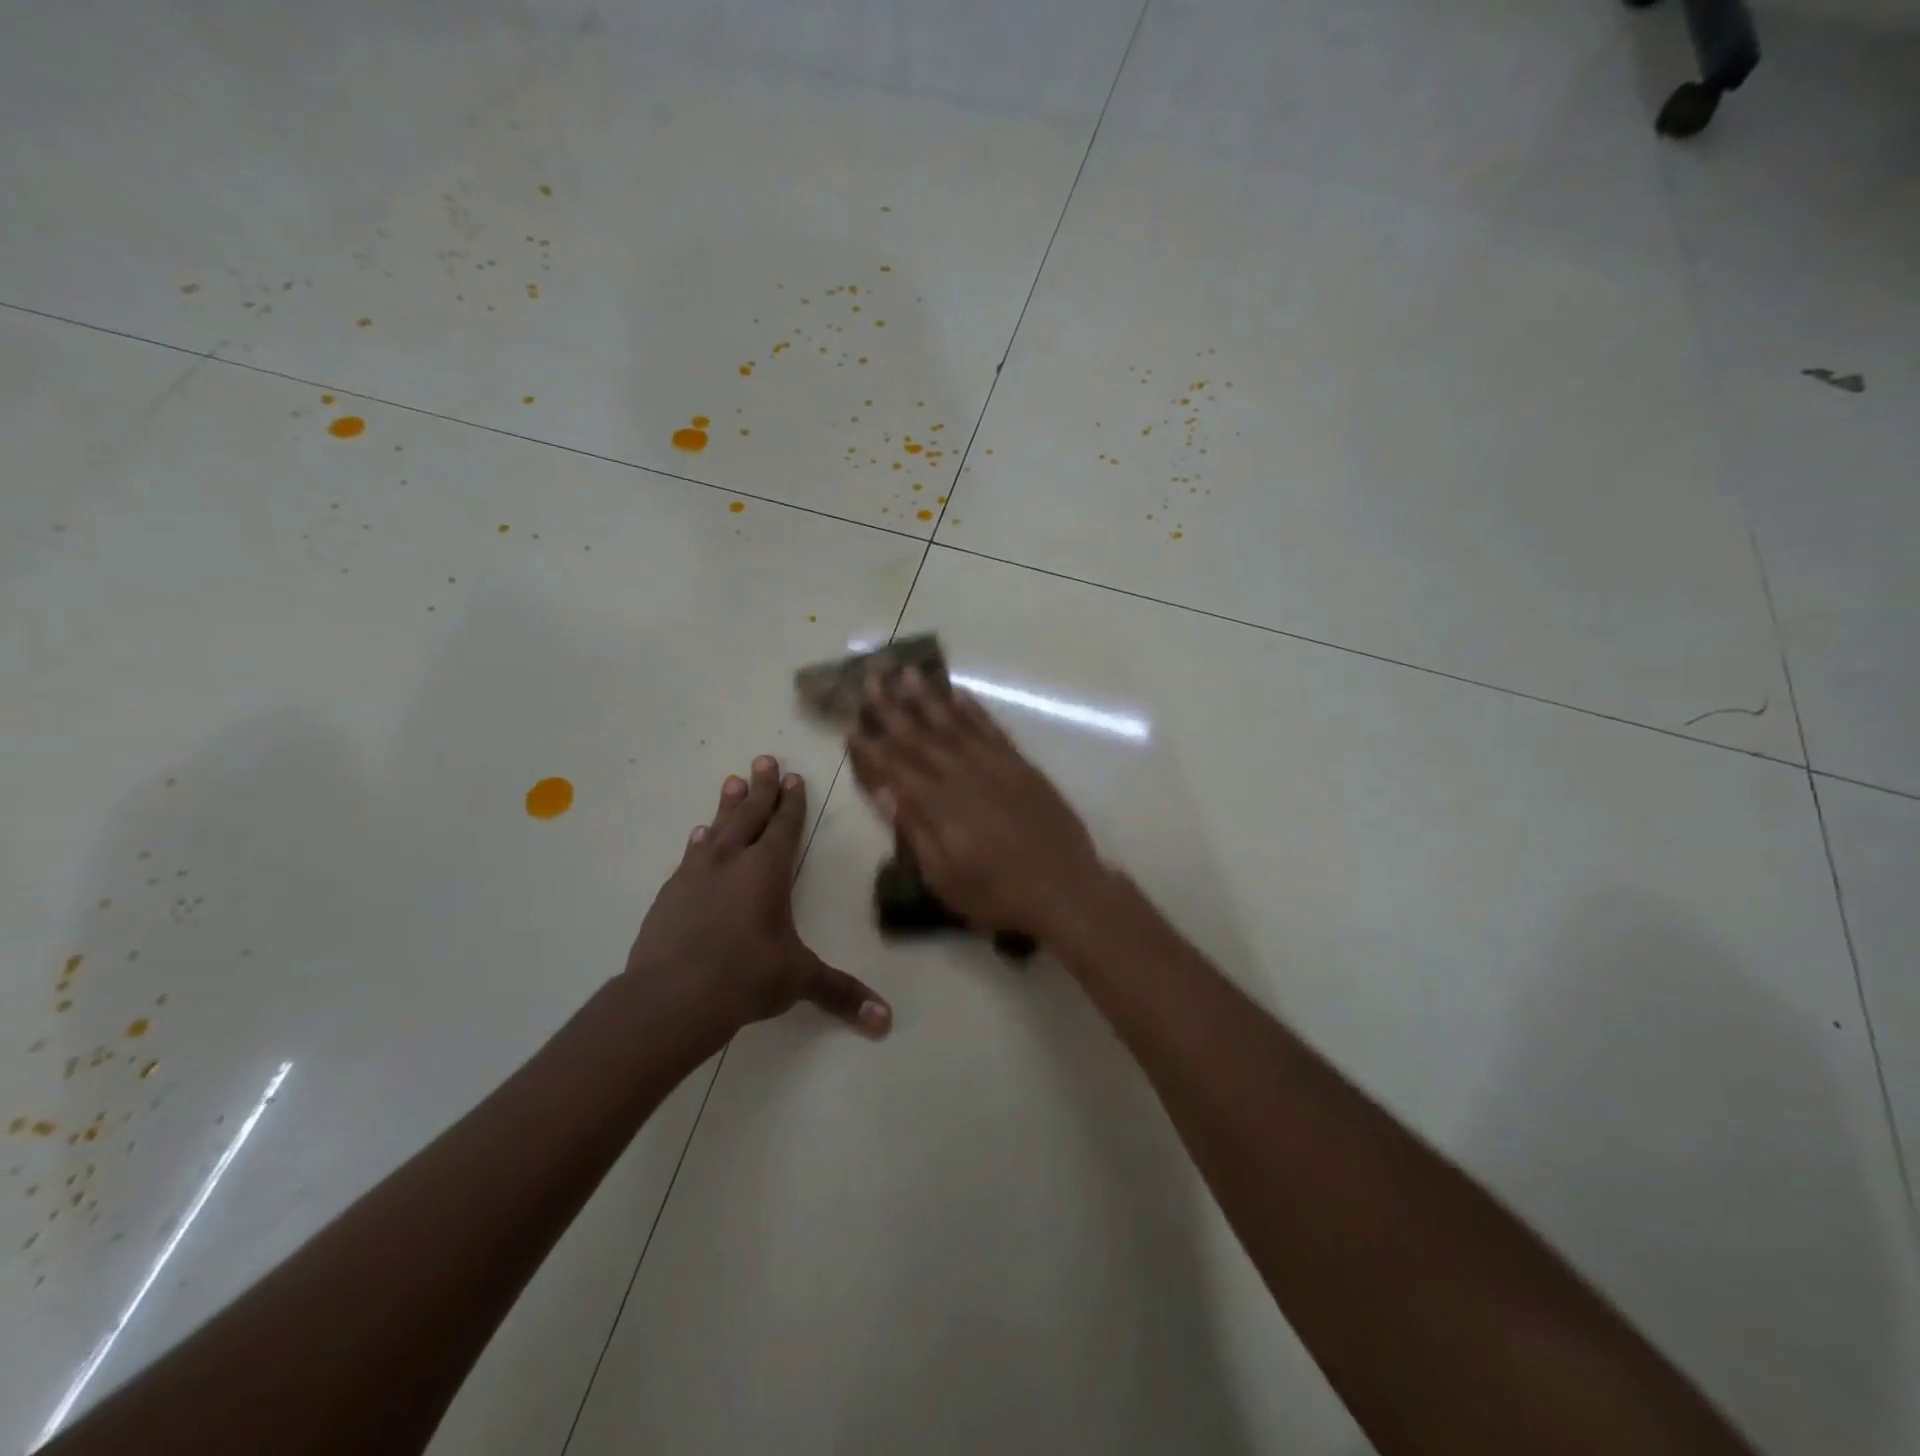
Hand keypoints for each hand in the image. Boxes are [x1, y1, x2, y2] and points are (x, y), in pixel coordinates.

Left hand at [625, 756, 891, 1035]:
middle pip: (750, 815)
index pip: (784, 827)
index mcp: (767, 872)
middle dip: (761, 788)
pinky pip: (690, 856)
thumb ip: (841, 994)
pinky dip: (699, 842)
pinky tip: (698, 836)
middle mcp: (732, 862)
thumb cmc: (745, 978)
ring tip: (732, 781)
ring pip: (717, 828)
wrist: (671, 997)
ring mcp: (696, 875)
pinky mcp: (670, 894)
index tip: (792, 777)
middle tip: (763, 759)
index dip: (791, 802)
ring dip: (727, 805)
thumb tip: (885, 1022)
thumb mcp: (798, 981)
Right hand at [845, 669, 1111, 945]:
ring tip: (908, 672)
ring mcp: (994, 766)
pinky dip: (974, 710)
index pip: (895, 767)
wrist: (1065, 889)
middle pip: (919, 737)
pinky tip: (959, 694)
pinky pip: (991, 729)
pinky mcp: (1021, 765)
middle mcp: (961, 776)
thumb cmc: (998, 894)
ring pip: (954, 723)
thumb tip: (885, 791)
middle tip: (870, 680)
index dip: (871, 746)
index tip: (851, 723)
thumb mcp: (945, 878)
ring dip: (929, 698)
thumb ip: (914, 830)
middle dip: (891, 708)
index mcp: (938, 805)